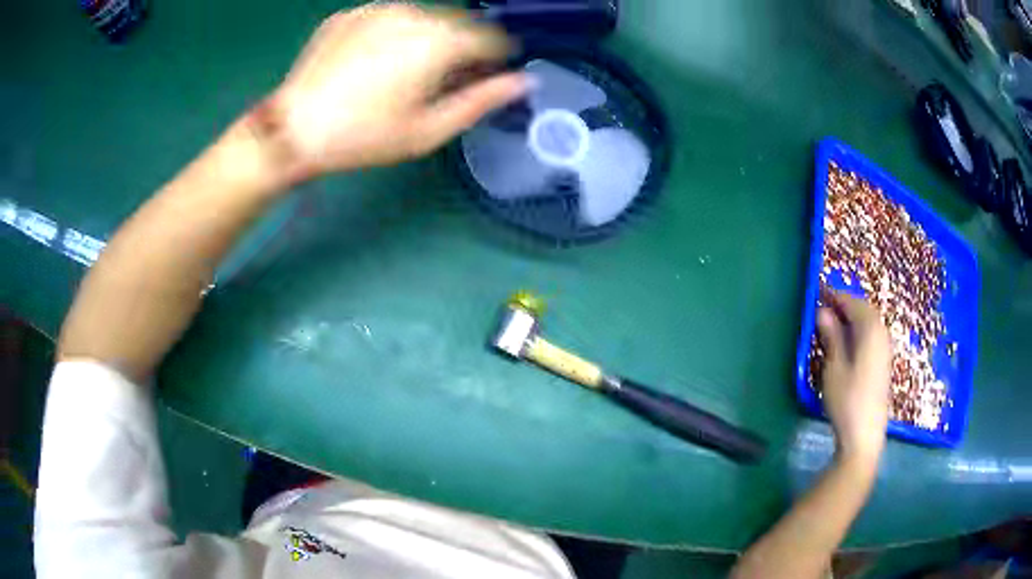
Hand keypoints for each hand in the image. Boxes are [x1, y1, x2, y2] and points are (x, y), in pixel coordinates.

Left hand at [265, 4, 530, 178]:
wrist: (293, 130)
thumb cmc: (364, 137)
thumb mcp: (429, 130)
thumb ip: (482, 101)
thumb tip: (523, 82)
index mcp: (439, 41)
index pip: (491, 38)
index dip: (495, 59)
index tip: (484, 78)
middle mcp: (413, 13)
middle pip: (458, 23)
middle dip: (461, 46)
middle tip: (442, 79)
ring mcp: (377, 9)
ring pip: (423, 16)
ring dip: (428, 37)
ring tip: (405, 71)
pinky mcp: (349, 14)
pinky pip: (388, 17)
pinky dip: (394, 33)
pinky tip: (374, 62)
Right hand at [816, 292, 891, 469]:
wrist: (864, 436)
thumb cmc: (847, 401)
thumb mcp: (834, 368)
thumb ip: (831, 336)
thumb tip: (823, 311)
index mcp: (870, 331)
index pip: (853, 303)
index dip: (835, 296)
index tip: (819, 292)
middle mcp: (882, 335)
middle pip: (864, 310)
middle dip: (845, 305)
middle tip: (825, 306)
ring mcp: (885, 350)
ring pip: (869, 323)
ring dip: (853, 318)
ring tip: (834, 323)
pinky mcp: (883, 364)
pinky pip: (872, 336)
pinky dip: (859, 331)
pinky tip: (849, 343)